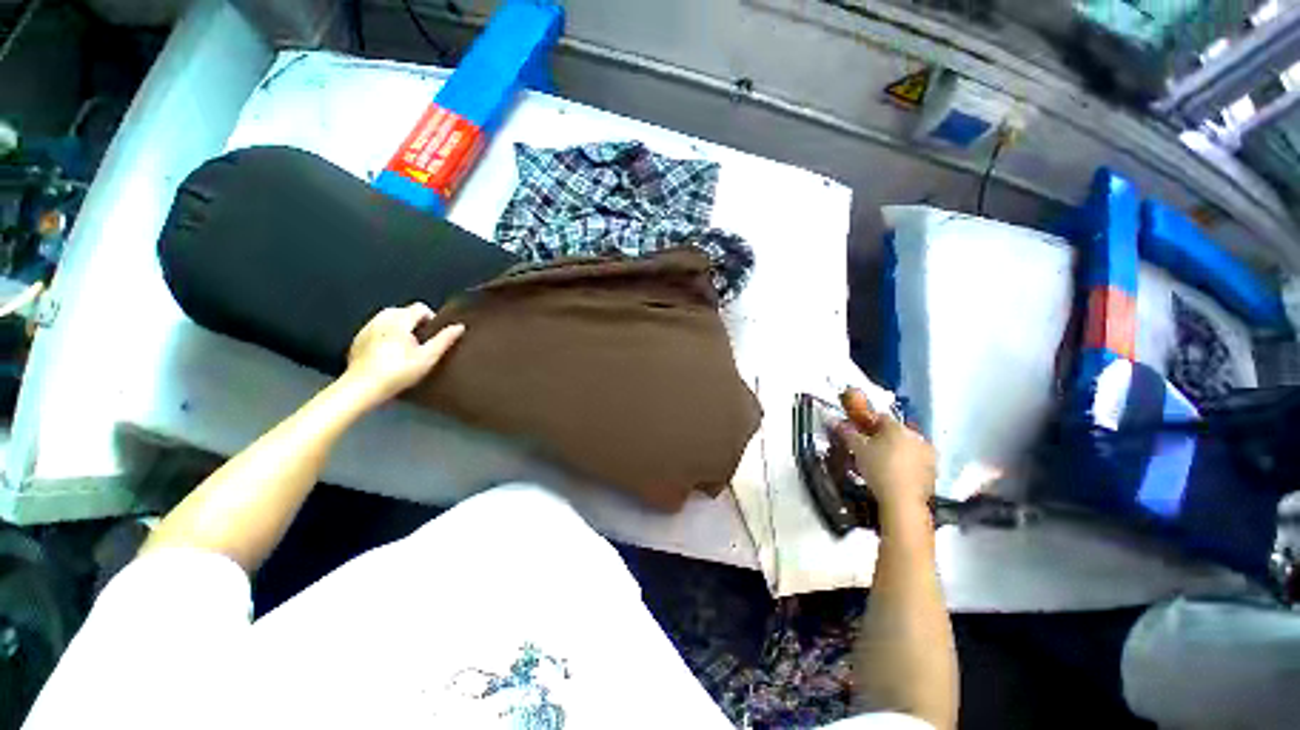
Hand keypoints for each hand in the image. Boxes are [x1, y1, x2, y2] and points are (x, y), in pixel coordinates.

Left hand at [342, 303, 463, 405]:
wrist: (362, 388)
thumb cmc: (399, 372)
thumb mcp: (428, 357)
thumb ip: (444, 340)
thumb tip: (459, 326)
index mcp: (399, 321)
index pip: (420, 307)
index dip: (431, 318)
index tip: (433, 336)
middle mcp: (381, 320)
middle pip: (403, 310)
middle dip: (414, 322)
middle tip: (421, 342)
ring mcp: (367, 329)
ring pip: (388, 318)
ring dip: (399, 326)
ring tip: (405, 346)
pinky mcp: (358, 339)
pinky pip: (376, 328)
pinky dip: (385, 334)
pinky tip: (388, 352)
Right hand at [833, 388, 935, 514]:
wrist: (902, 500)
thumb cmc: (878, 467)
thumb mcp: (857, 448)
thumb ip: (847, 433)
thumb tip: (835, 422)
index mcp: (898, 427)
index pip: (880, 418)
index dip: (866, 423)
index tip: (857, 433)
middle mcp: (916, 437)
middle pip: (894, 433)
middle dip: (881, 439)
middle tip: (867, 450)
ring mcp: (928, 455)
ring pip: (906, 448)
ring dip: (894, 452)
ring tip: (879, 464)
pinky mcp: (933, 472)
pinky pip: (914, 462)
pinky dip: (904, 465)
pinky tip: (893, 475)